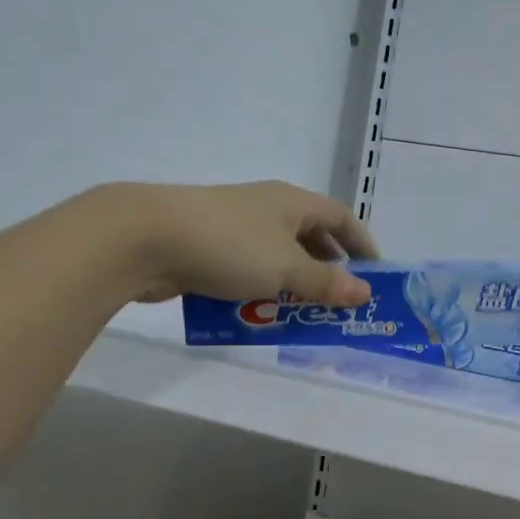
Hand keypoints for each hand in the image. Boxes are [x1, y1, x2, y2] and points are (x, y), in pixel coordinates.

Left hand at [99, 181, 379, 306]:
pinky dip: (260, 291)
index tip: (376, 275)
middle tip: (341, 302)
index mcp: (292, 202)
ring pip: (277, 257)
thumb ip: (327, 283)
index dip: (362, 244)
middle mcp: (266, 208)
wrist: (143, 238)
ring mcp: (234, 227)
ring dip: (294, 285)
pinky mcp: (207, 247)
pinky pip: (247, 271)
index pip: (341, 218)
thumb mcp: (288, 268)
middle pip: (310, 238)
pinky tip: (259, 315)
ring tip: (304, 315)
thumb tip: (365, 293)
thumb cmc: (230, 246)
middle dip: (328, 270)